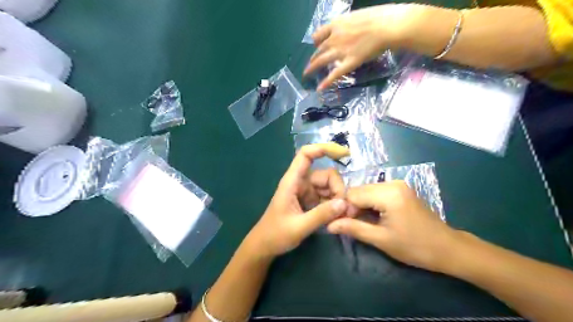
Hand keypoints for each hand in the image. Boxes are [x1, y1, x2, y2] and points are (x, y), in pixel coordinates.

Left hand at [245, 144, 353, 258]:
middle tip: (344, 209)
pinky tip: (337, 217)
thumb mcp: (299, 227)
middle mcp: (300, 182)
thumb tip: (344, 203)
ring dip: (337, 199)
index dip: (323, 148)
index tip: (344, 153)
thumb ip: (321, 215)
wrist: (264, 246)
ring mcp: (305, 192)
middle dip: (337, 188)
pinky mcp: (309, 201)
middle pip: (325, 174)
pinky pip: (326, 197)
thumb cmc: (275, 234)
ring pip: (328, 186)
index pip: (306, 155)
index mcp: (292, 181)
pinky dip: (333, 205)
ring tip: (342, 216)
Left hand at [304, 4, 429, 90]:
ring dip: (312, 68)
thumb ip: (349, 26)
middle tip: (310, 65)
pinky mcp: (349, 63)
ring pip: (321, 61)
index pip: (319, 34)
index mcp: (337, 24)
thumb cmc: (378, 17)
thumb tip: (349, 31)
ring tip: (306, 74)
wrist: (388, 26)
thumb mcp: (358, 16)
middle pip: (319, 49)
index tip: (316, 46)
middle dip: (313, 58)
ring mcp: (340, 51)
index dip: (316, 42)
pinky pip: (335, 74)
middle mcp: (335, 38)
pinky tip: (320, 89)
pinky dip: (326, 82)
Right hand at [330, 180, 459, 272]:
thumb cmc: (414, 247)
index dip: (344, 208)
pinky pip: (376, 192)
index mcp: (388, 193)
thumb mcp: (381, 239)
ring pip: (367, 191)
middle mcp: (392, 183)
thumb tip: (329, 225)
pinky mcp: (400, 189)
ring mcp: (398, 184)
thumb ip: (353, 228)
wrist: (447, 248)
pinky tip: (372, 216)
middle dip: (351, 206)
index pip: (353, 194)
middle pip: (359, 190)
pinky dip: (370, 203)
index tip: (340, 224)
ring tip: (361, 222)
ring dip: (360, 205)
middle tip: (350, 225)